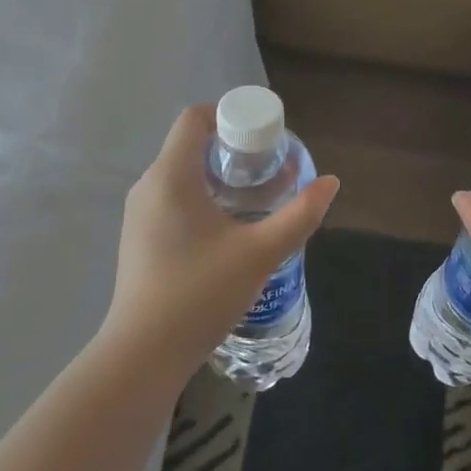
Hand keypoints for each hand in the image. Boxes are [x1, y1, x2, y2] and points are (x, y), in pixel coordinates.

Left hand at [103, 105, 339, 379]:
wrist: (143, 355)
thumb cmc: (200, 294)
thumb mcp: (260, 253)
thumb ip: (299, 215)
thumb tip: (331, 182)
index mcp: (171, 175)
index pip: (195, 118)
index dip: (230, 114)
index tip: (263, 135)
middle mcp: (148, 185)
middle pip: (189, 144)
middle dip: (231, 147)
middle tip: (268, 166)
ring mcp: (139, 213)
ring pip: (180, 173)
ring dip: (217, 174)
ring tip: (255, 196)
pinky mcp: (138, 238)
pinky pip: (171, 198)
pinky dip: (200, 196)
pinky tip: (227, 227)